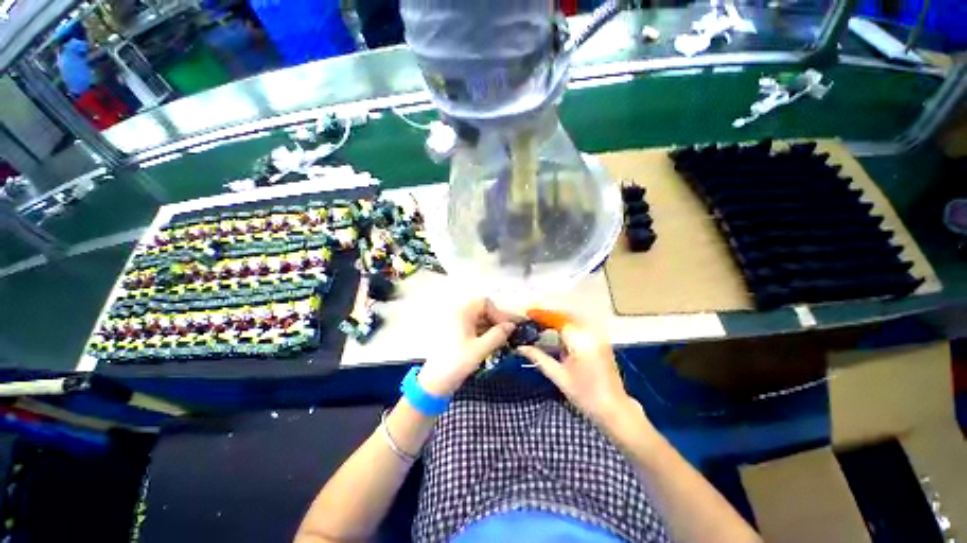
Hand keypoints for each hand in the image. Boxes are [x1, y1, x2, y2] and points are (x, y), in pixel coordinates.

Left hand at [417, 298, 514, 396]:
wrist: (435, 382)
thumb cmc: (457, 362)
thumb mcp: (481, 348)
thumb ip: (499, 334)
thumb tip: (511, 326)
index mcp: (461, 312)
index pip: (485, 303)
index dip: (499, 313)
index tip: (508, 328)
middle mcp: (456, 312)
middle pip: (481, 309)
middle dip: (495, 320)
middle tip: (506, 333)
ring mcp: (453, 322)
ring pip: (476, 318)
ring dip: (489, 326)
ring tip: (500, 339)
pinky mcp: (452, 331)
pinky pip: (470, 325)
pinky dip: (481, 331)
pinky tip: (489, 342)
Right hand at [518, 321, 635, 425]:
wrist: (614, 409)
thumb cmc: (585, 396)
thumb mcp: (559, 377)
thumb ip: (539, 358)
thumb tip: (520, 347)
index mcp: (581, 341)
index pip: (558, 320)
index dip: (542, 315)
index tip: (527, 314)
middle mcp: (591, 333)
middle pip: (566, 315)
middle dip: (548, 315)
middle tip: (532, 317)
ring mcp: (598, 335)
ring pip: (573, 318)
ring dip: (556, 318)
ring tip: (540, 322)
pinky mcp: (601, 340)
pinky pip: (580, 324)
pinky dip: (566, 324)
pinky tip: (556, 330)